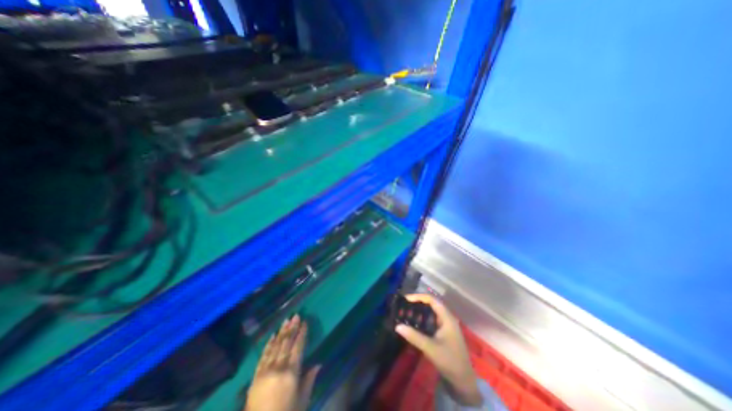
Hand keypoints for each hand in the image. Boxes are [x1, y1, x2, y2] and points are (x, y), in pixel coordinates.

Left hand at [244, 314, 319, 410]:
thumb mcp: (302, 400)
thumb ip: (309, 380)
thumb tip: (318, 364)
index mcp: (291, 372)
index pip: (298, 347)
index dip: (302, 334)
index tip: (305, 322)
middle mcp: (278, 367)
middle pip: (286, 343)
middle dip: (292, 328)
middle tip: (296, 315)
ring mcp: (265, 371)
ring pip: (275, 346)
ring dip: (281, 332)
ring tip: (286, 320)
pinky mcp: (255, 376)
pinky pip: (263, 356)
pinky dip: (268, 345)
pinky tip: (271, 336)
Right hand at [392, 295, 483, 406]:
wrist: (464, 381)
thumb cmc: (449, 361)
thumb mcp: (430, 348)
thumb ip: (414, 337)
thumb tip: (397, 326)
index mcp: (447, 317)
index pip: (432, 300)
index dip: (418, 297)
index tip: (406, 299)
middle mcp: (447, 317)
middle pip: (432, 303)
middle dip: (418, 302)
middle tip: (404, 304)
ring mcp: (447, 324)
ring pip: (432, 311)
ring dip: (420, 309)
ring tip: (407, 310)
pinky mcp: (444, 331)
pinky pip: (432, 319)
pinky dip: (423, 317)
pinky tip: (415, 321)